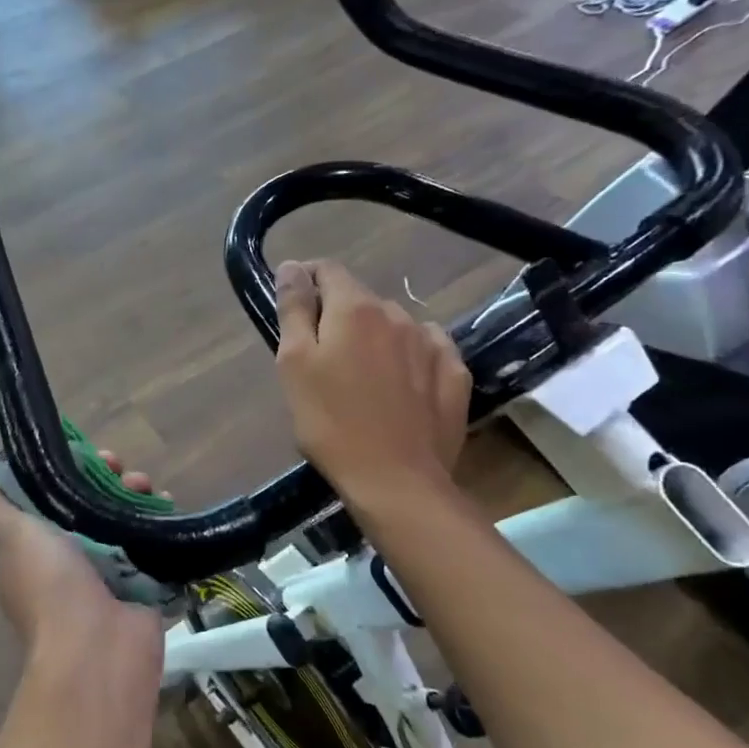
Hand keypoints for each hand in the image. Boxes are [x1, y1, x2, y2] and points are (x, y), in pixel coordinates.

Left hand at [0, 455, 163, 667]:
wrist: (97, 648)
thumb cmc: (49, 584)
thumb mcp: (12, 535)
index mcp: (31, 549)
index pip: (47, 497)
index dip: (65, 470)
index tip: (84, 454)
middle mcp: (65, 561)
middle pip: (88, 507)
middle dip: (107, 481)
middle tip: (124, 468)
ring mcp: (104, 575)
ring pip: (120, 523)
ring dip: (134, 498)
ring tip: (151, 488)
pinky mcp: (138, 586)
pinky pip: (148, 547)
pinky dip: (157, 525)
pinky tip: (167, 504)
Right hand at [273, 259, 470, 518]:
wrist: (395, 480)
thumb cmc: (330, 422)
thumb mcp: (294, 364)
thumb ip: (293, 309)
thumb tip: (293, 267)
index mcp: (354, 309)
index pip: (327, 270)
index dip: (306, 281)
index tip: (294, 308)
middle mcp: (397, 314)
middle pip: (360, 300)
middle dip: (338, 317)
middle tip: (321, 359)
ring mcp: (432, 343)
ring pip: (394, 325)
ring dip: (374, 337)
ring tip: (361, 377)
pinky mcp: (455, 374)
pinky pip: (427, 349)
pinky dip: (409, 357)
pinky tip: (400, 385)